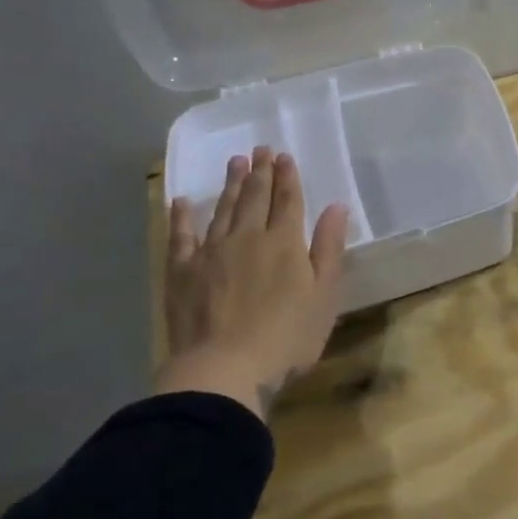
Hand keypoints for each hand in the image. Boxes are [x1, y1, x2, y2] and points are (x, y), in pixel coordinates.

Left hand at [158, 146, 349, 420]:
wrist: (224, 369)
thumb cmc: (286, 337)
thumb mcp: (324, 296)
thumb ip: (329, 249)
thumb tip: (336, 207)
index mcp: (284, 243)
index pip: (288, 200)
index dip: (288, 177)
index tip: (285, 156)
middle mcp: (248, 237)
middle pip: (255, 197)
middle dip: (260, 172)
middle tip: (260, 149)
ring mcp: (211, 252)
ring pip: (223, 209)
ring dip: (230, 184)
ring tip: (235, 162)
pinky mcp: (182, 272)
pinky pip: (180, 236)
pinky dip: (181, 217)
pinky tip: (182, 202)